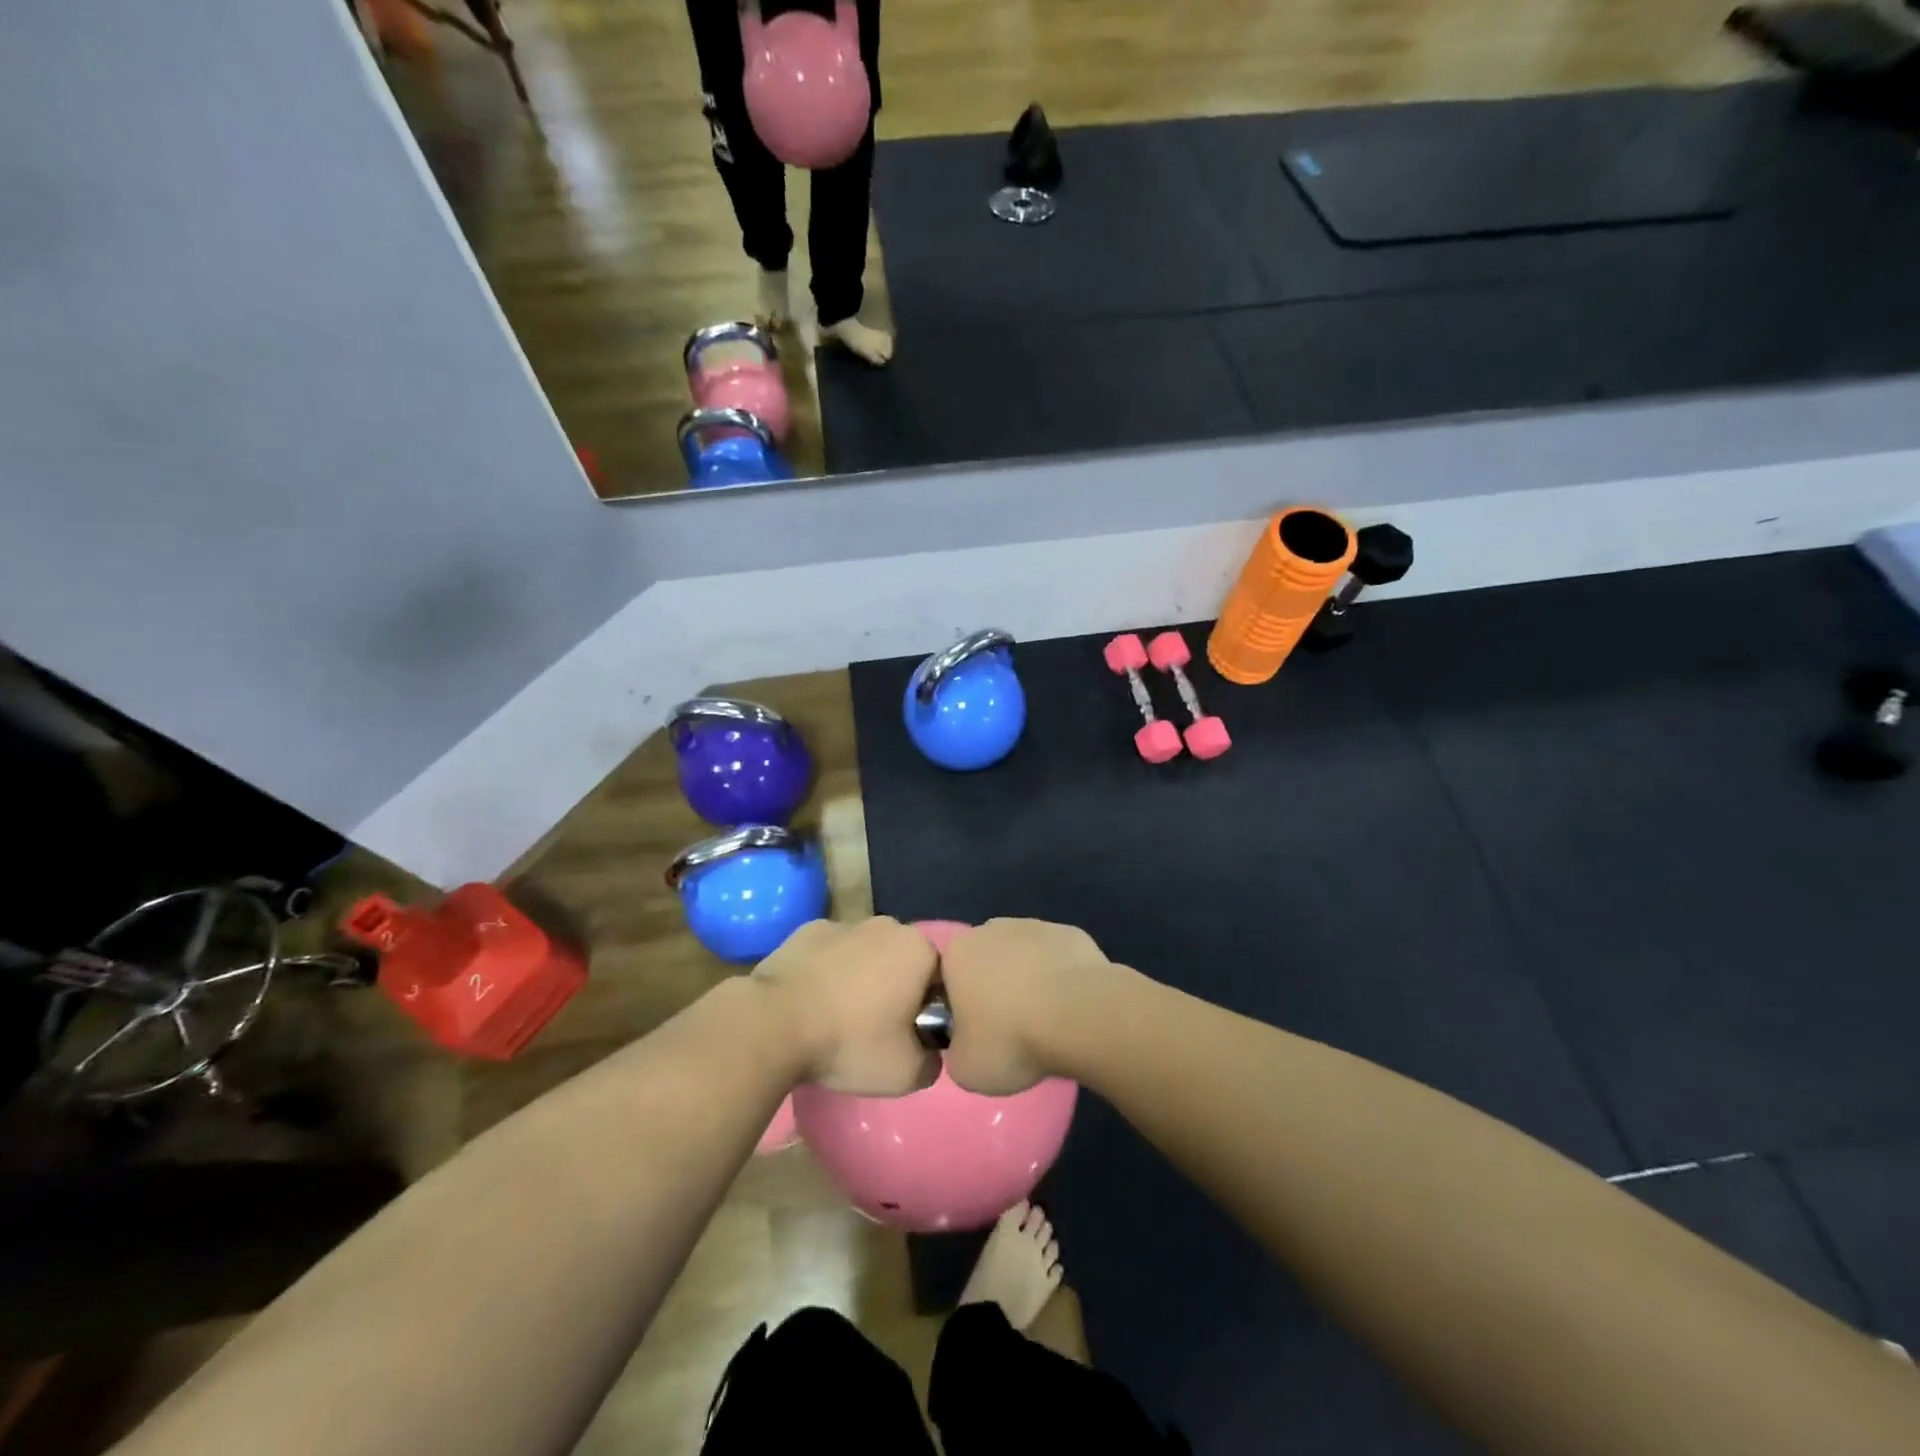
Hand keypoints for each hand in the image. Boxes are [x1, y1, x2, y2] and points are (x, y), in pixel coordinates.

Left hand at [754, 917, 939, 1094]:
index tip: (909, 1037)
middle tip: (876, 1030)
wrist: (773, 1024)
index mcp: (919, 949)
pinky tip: (812, 1002)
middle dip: (896, 989)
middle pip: (902, 962)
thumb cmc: (849, 1042)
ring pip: (865, 955)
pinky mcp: (806, 930)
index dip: (928, 1010)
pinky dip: (827, 972)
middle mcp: (887, 925)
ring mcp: (844, 923)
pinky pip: (830, 954)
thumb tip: (927, 1053)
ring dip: (860, 979)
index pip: (940, 979)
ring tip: (839, 1019)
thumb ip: (931, 1062)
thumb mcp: (906, 1074)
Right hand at [938, 918, 1114, 1094]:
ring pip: (1023, 957)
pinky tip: (1071, 1007)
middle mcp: (991, 929)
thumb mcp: (965, 1069)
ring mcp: (1035, 926)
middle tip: (1010, 1030)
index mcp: (957, 953)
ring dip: (1028, 982)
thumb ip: (956, 1051)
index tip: (977, 1036)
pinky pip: (1056, 959)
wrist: (1081, 1017)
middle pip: (986, 962)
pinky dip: (1060, 979)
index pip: (947, 979)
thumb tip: (966, 1045)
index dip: (960, 1009)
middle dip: (994, 989)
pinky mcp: (1071, 934)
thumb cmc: (1012, 1039)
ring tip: (1045, 1022)